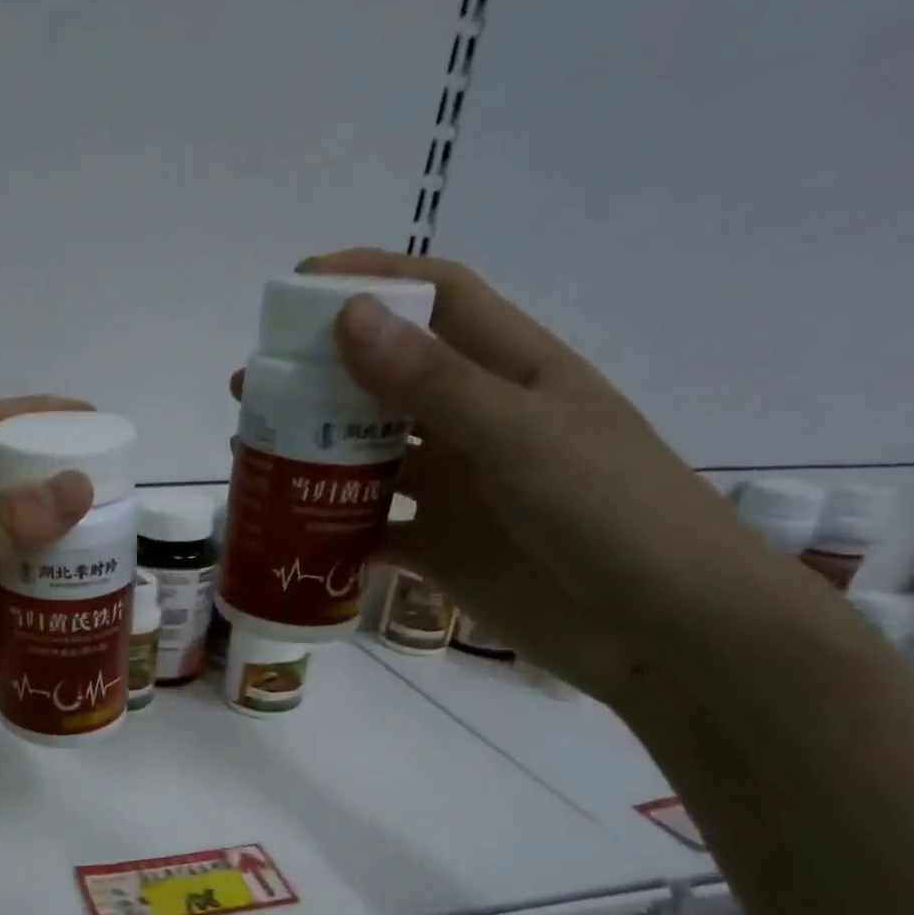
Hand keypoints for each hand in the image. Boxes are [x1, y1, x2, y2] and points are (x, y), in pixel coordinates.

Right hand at [254, 249, 810, 701]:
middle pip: (386, 381)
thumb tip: (348, 316)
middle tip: (252, 387)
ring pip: (369, 458)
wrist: (662, 632)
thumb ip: (433, 383)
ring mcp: (456, 489)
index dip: (371, 282)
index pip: (436, 301)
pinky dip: (331, 529)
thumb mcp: (520, 438)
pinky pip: (370, 530)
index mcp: (512, 372)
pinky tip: (286, 529)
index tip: (298, 291)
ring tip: (252, 454)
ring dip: (314, 453)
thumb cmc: (610, 514)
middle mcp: (477, 423)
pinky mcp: (439, 547)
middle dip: (319, 376)